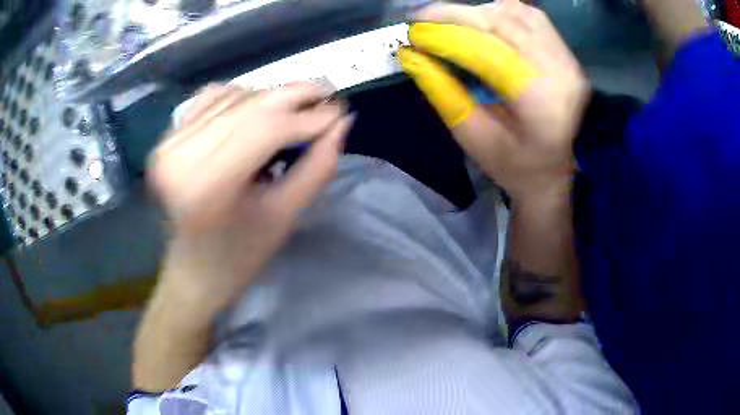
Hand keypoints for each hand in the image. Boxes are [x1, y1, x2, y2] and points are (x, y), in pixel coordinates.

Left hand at [148, 82, 352, 312]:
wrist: (194, 270)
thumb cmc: (240, 256)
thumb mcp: (285, 215)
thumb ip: (318, 166)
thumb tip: (341, 122)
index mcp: (208, 187)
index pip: (266, 130)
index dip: (308, 116)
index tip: (340, 111)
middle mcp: (181, 156)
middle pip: (249, 107)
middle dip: (294, 96)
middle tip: (327, 95)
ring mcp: (170, 143)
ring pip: (233, 97)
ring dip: (269, 97)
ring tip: (293, 110)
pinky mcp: (167, 138)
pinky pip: (211, 98)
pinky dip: (239, 96)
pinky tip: (255, 109)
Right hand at [400, 0, 588, 199]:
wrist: (556, 174)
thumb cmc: (515, 166)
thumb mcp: (473, 138)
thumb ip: (443, 93)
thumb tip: (411, 55)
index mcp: (540, 103)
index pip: (487, 51)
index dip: (445, 36)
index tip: (412, 33)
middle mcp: (560, 73)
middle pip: (502, 23)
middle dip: (455, 16)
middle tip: (421, 20)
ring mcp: (567, 60)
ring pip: (516, 13)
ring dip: (477, 12)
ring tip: (449, 22)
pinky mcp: (567, 54)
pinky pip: (531, 17)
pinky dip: (501, 12)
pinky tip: (481, 21)